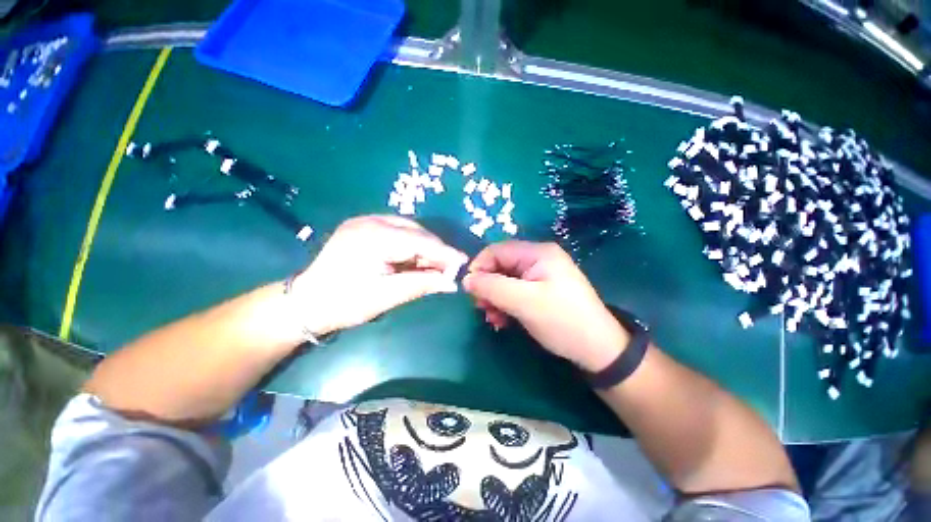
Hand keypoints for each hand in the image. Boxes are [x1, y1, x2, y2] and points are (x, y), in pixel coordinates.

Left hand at [288, 216, 467, 335]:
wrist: (306, 303)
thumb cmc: (344, 303)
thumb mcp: (386, 296)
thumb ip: (421, 284)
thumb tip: (452, 283)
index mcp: (372, 237)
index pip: (419, 241)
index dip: (444, 252)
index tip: (463, 262)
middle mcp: (370, 221)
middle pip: (415, 232)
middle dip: (435, 250)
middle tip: (448, 269)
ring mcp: (365, 221)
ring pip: (408, 230)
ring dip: (424, 248)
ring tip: (433, 267)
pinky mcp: (364, 227)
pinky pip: (397, 232)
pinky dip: (411, 246)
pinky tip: (415, 260)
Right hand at [463, 241, 628, 371]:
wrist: (597, 349)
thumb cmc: (561, 320)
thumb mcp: (524, 302)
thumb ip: (492, 287)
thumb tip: (466, 279)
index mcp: (537, 253)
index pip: (497, 250)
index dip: (479, 267)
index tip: (469, 290)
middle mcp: (538, 259)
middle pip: (500, 266)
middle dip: (487, 286)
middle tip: (481, 308)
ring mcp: (540, 276)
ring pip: (505, 281)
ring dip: (494, 298)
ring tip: (492, 318)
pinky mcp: (541, 291)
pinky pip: (514, 292)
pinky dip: (504, 304)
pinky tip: (502, 320)